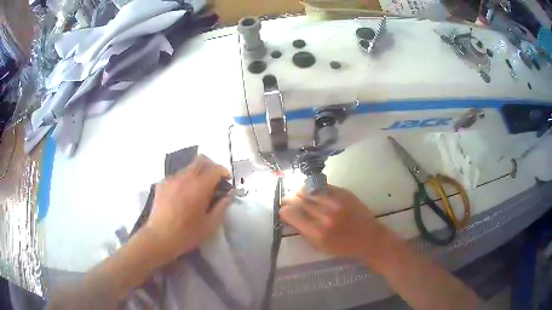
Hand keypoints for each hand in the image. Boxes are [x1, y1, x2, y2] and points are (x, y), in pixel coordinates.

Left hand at [144, 155, 233, 263]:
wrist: (159, 238)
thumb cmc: (187, 234)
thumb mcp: (210, 224)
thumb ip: (222, 206)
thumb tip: (230, 194)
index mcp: (199, 186)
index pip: (215, 168)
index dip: (224, 172)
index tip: (227, 181)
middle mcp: (185, 177)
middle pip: (201, 160)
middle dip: (211, 167)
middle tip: (214, 182)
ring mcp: (171, 179)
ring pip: (188, 168)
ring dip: (197, 174)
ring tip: (197, 191)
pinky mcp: (162, 184)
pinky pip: (177, 176)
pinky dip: (184, 181)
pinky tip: (183, 196)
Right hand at [280, 185, 387, 259]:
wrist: (368, 238)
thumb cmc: (342, 247)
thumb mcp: (319, 246)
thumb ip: (302, 231)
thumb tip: (288, 217)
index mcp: (317, 233)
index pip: (291, 215)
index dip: (284, 211)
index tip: (284, 210)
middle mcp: (325, 216)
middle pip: (299, 201)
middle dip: (290, 199)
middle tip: (287, 199)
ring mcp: (336, 203)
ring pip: (310, 191)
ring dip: (300, 191)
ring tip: (297, 192)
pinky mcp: (344, 194)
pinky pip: (323, 187)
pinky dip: (314, 188)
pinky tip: (312, 190)